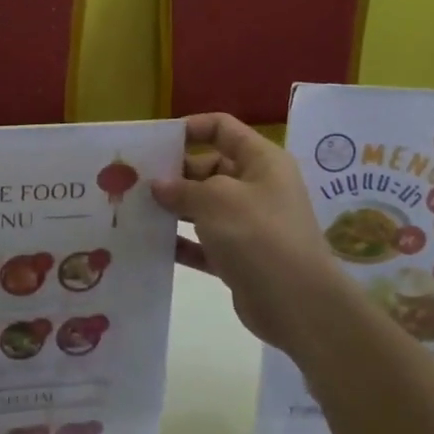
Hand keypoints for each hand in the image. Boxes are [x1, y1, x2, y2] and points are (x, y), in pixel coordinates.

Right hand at [152, 113, 348, 354]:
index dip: (189, 128)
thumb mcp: (216, 200)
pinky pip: (204, 242)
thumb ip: (182, 188)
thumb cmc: (258, 235)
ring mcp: (249, 224)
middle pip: (208, 167)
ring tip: (135, 210)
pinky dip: (182, 241)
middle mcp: (257, 186)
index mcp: (261, 160)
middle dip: (174, 173)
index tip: (155, 142)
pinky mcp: (240, 257)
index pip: (222, 128)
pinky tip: (153, 243)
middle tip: (135, 181)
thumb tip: (158, 185)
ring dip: (174, 208)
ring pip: (204, 206)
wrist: (298, 305)